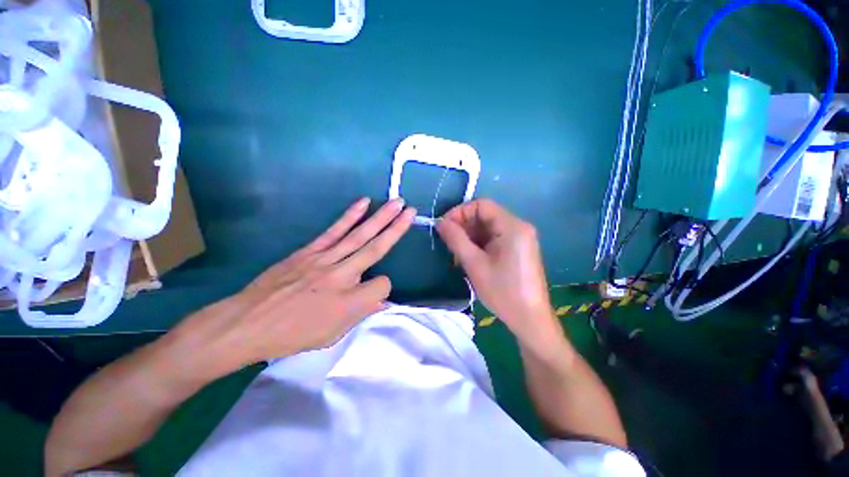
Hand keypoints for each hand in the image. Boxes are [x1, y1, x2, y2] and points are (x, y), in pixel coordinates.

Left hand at [172, 198, 415, 377]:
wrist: (246, 323)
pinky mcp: (309, 250)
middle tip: (411, 211)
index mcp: (349, 301)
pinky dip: (350, 216)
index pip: (382, 285)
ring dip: (380, 217)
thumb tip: (383, 299)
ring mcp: (324, 259)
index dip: (384, 287)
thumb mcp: (332, 335)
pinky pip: (334, 230)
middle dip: (396, 229)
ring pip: (359, 235)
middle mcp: (341, 276)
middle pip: (376, 248)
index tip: (376, 292)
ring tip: (396, 203)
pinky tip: (363, 203)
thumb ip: (362, 312)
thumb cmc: (293, 334)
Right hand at [437, 199, 558, 347]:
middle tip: (448, 242)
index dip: (460, 212)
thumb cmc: (502, 291)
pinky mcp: (518, 249)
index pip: (481, 205)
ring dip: (470, 236)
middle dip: (464, 226)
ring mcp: (520, 238)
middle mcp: (519, 227)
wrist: (529, 319)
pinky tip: (469, 258)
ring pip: (488, 228)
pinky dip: (479, 244)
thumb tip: (440, 222)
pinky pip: (494, 238)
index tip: (444, 227)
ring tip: (456, 253)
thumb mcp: (474, 264)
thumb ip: (456, 239)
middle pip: (485, 215)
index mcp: (512, 226)